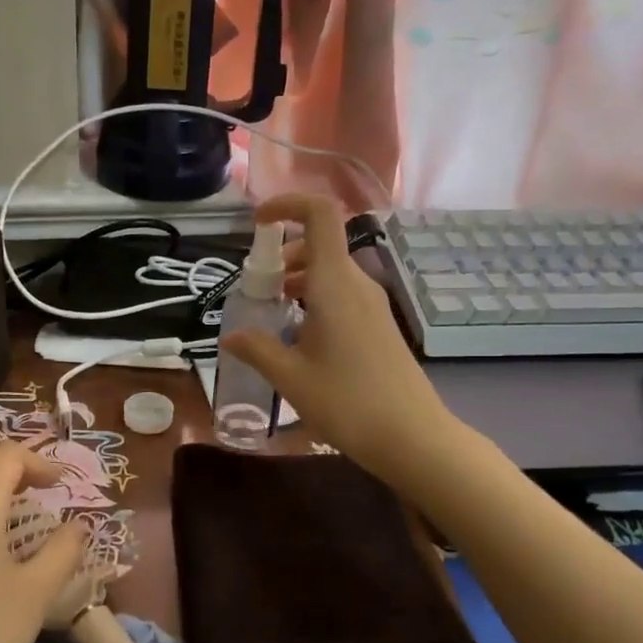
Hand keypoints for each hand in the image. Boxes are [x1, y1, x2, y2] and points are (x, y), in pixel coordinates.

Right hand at [220, 193, 454, 483]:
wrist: (412, 437)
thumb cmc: (347, 403)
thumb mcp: (290, 377)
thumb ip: (257, 349)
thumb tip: (231, 337)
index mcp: (335, 283)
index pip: (320, 214)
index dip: (288, 205)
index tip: (258, 224)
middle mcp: (357, 284)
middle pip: (318, 244)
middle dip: (281, 257)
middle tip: (255, 291)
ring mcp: (372, 304)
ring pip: (328, 271)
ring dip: (295, 280)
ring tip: (271, 315)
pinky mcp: (378, 324)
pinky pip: (340, 293)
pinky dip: (313, 299)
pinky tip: (298, 337)